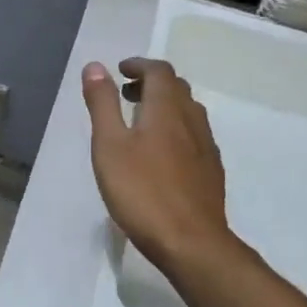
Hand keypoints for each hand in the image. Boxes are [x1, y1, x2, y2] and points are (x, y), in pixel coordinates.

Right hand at [82, 58, 234, 273]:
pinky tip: (160, 154)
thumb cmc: (141, 191)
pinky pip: (194, 136)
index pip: (159, 72)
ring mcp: (206, 147)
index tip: (120, 71)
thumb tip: (95, 66)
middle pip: (177, 89)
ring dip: (165, 106)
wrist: (190, 241)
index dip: (139, 65)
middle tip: (125, 94)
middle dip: (151, 83)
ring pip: (188, 112)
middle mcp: (192, 121)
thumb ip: (102, 104)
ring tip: (140, 122)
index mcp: (167, 110)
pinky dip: (175, 129)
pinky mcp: (211, 171)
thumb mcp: (109, 146)